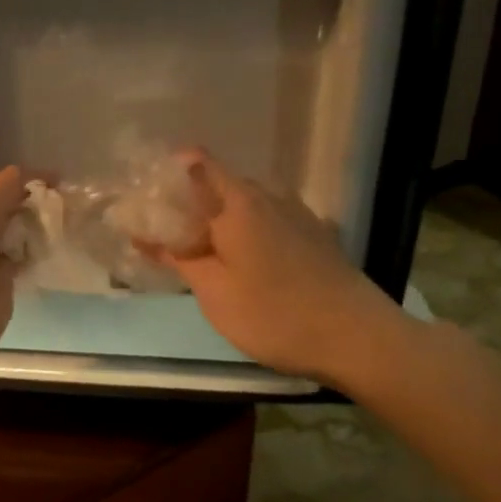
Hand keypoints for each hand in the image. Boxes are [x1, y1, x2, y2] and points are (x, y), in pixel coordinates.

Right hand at [158, 150, 407, 385]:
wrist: (358, 338)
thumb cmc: (275, 314)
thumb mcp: (214, 292)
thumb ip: (178, 257)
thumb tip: (143, 232)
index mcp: (238, 202)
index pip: (197, 163)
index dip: (169, 173)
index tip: (148, 199)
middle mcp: (269, 196)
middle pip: (221, 184)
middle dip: (191, 202)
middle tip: (165, 235)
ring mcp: (297, 214)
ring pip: (247, 204)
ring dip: (221, 220)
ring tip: (202, 252)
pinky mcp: (316, 235)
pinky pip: (269, 220)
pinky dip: (248, 232)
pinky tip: (245, 263)